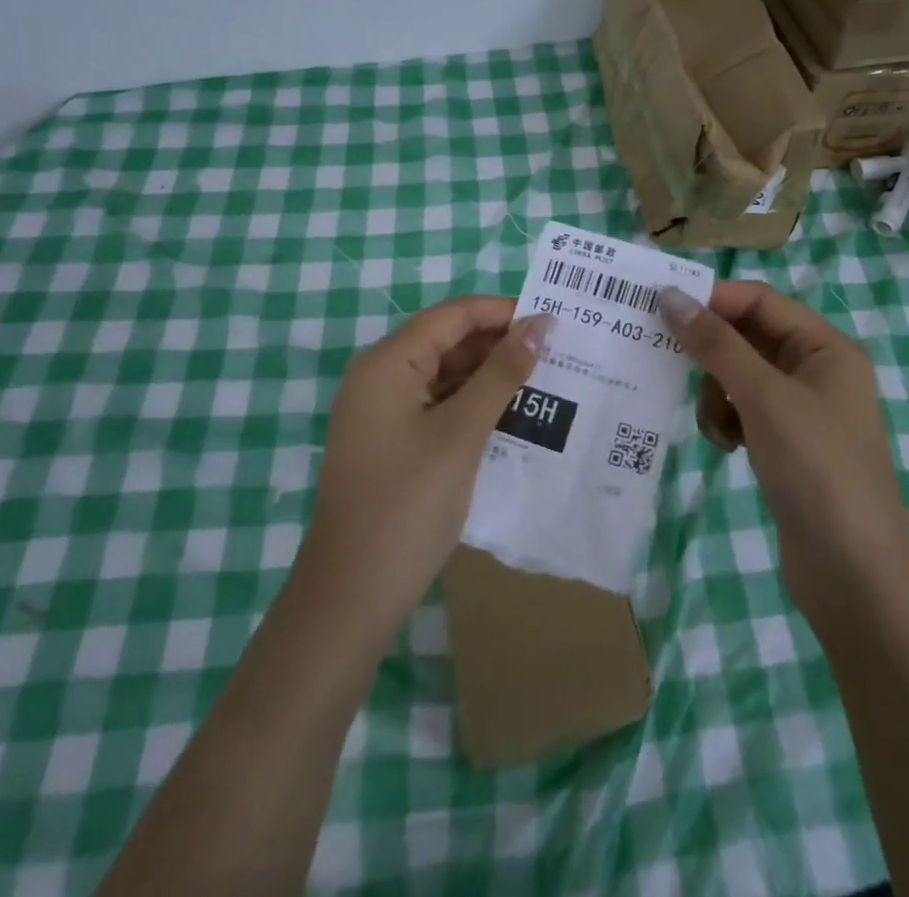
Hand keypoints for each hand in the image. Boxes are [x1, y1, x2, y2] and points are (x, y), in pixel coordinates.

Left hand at [296, 296, 552, 636]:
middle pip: (448, 341)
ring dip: (490, 376)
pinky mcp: (390, 441)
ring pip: (445, 374)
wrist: (350, 596)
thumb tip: (540, 325)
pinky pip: (437, 405)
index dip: (503, 312)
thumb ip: (502, 373)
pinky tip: (512, 416)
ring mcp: (382, 411)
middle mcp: (380, 376)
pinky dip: (472, 405)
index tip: (554, 322)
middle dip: (500, 344)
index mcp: (389, 362)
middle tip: (558, 354)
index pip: (453, 315)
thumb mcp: (462, 433)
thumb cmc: (408, 504)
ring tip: (545, 381)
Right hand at [659, 281, 908, 624]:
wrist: (855, 577)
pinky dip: (726, 420)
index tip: (660, 308)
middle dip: (710, 353)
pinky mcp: (786, 444)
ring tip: (717, 427)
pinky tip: (726, 447)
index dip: (713, 299)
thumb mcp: (764, 398)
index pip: (760, 300)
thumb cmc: (817, 470)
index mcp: (825, 347)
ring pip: (739, 375)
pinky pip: (743, 410)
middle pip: (747, 337)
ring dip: (716, 393)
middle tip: (665, 361)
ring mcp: (801, 410)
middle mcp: (816, 370)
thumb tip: (670, 295)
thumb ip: (716, 344)